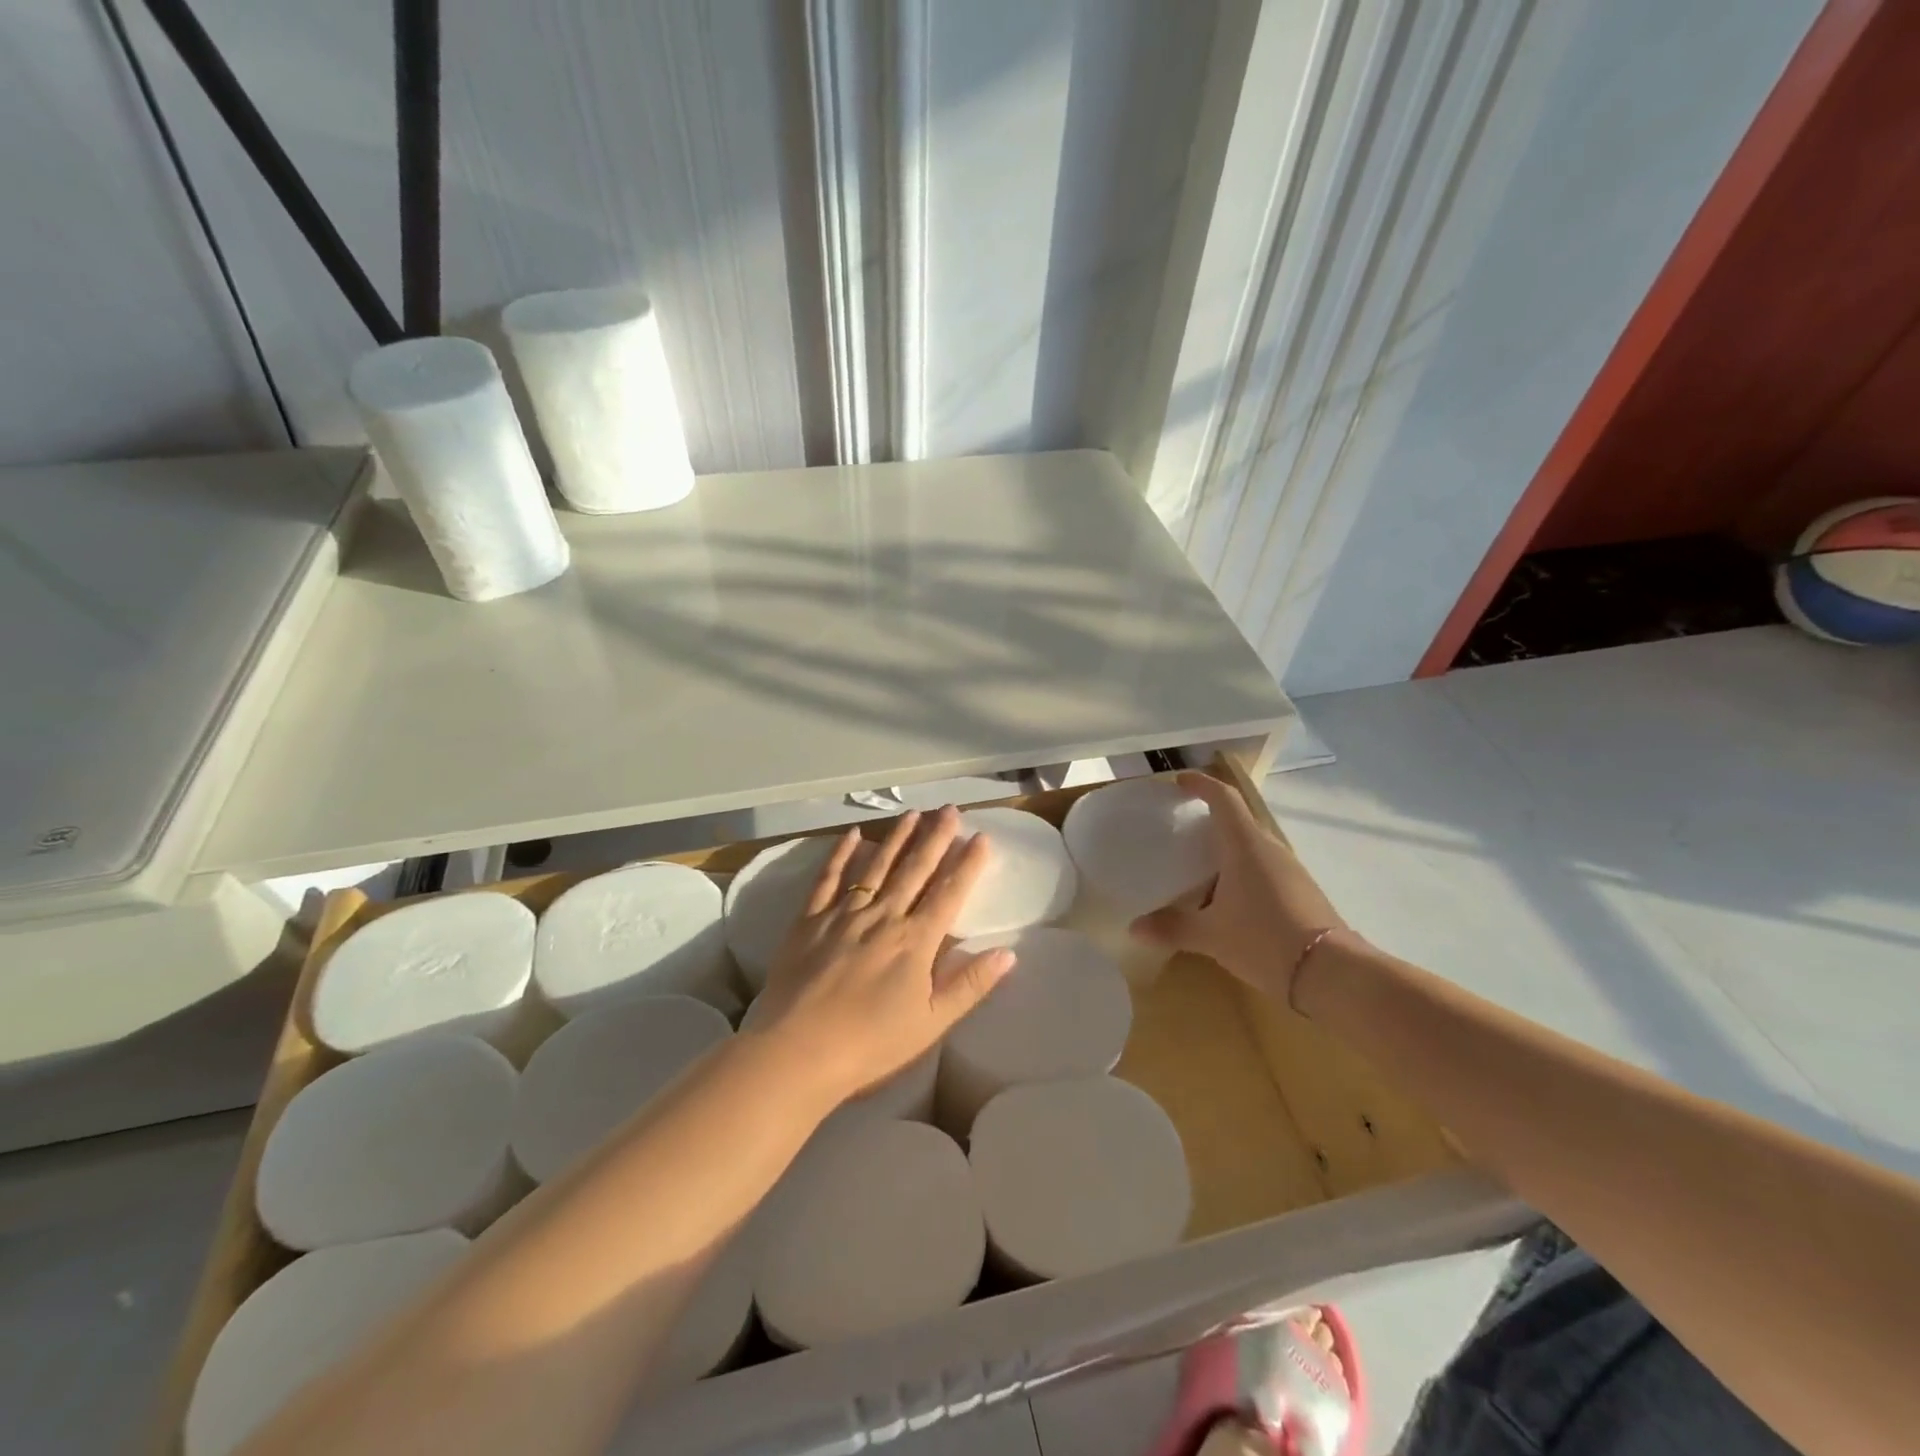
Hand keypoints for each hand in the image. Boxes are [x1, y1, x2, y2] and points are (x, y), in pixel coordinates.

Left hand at [748, 806, 1017, 1104]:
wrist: (798, 1051)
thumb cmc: (871, 1044)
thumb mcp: (931, 1023)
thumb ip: (969, 985)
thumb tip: (1008, 953)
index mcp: (915, 941)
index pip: (949, 893)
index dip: (967, 864)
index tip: (982, 837)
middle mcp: (883, 916)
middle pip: (915, 869)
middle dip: (935, 837)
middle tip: (950, 808)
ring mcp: (843, 914)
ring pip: (876, 866)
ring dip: (897, 837)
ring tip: (913, 813)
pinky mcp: (809, 920)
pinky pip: (828, 879)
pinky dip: (841, 854)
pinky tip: (853, 835)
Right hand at [1129, 771, 1350, 1007]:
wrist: (1331, 974)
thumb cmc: (1264, 940)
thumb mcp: (1210, 936)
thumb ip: (1171, 927)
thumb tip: (1134, 927)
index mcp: (1245, 846)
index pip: (1223, 798)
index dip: (1201, 784)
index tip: (1179, 781)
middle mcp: (1269, 849)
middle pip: (1237, 820)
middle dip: (1209, 819)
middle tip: (1179, 829)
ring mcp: (1289, 869)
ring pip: (1251, 845)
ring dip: (1225, 848)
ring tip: (1197, 866)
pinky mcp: (1300, 890)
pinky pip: (1263, 867)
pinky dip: (1241, 870)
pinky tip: (1227, 898)